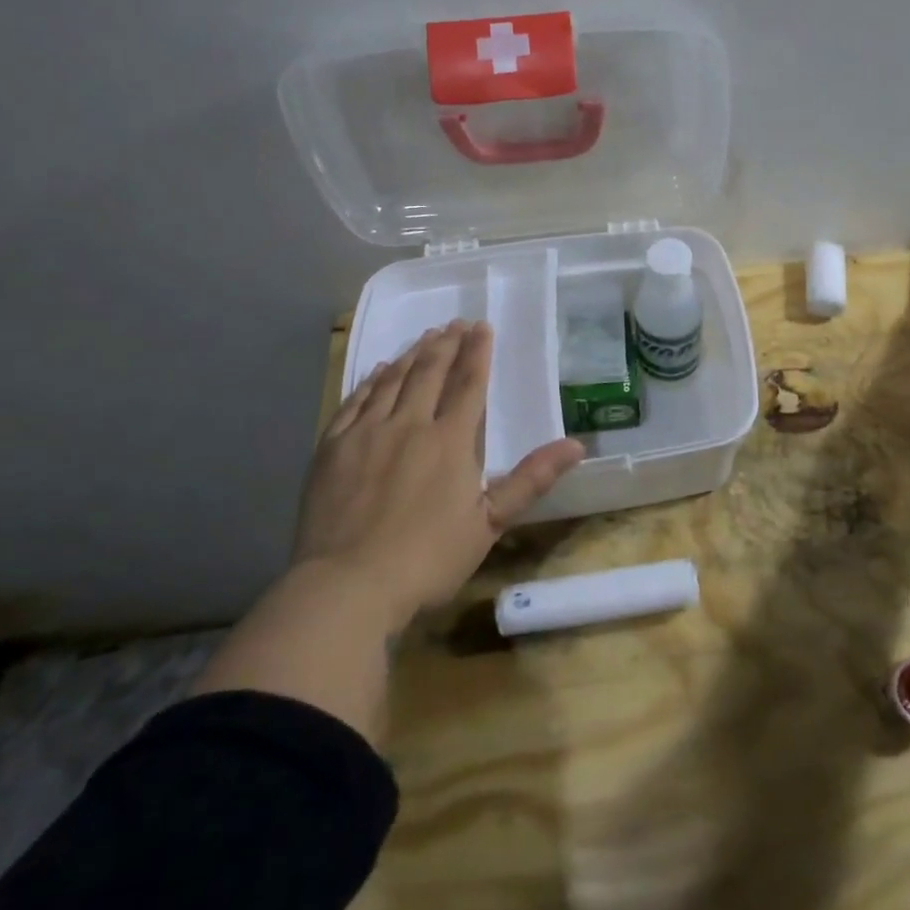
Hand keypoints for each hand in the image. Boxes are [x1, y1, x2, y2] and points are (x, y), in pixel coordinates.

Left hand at [297, 320, 584, 626]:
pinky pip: (355, 401)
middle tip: (455, 323)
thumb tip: (576, 445)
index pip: (469, 384)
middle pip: (429, 372)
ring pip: (392, 380)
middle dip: (445, 344)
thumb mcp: (490, 523)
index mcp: (450, 441)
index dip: (477, 352)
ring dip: (411, 355)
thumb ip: (531, 479)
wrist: (347, 586)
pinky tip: (377, 371)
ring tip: (424, 337)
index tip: (482, 326)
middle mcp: (409, 424)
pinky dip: (370, 381)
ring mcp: (366, 433)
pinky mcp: (332, 447)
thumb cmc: (427, 558)